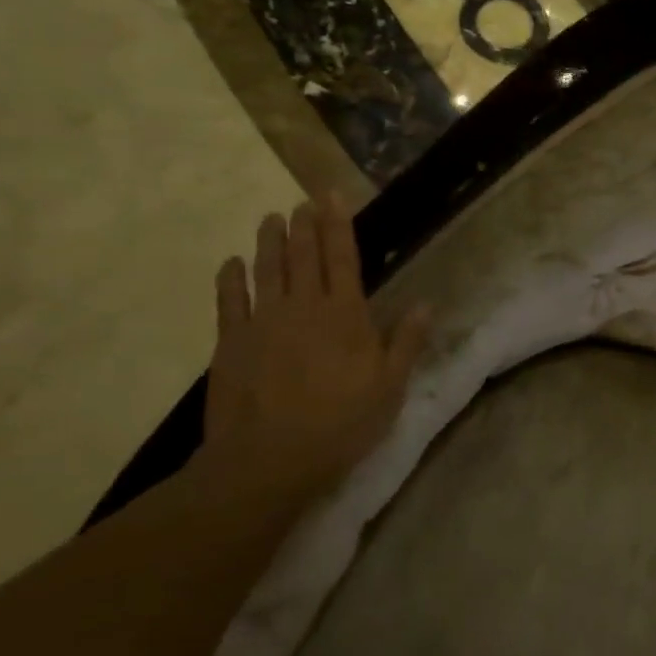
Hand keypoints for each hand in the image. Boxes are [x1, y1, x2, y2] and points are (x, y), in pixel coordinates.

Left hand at [199, 197, 428, 504]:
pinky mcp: (230, 343)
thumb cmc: (340, 423)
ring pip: (267, 270)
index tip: (332, 196)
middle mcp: (303, 307)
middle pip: (303, 256)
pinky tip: (232, 263)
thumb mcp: (390, 387)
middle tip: (302, 201)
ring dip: (269, 242)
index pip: (342, 257)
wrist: (268, 460)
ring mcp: (263, 322)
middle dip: (304, 225)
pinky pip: (229, 301)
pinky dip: (230, 279)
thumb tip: (426, 304)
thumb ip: (406, 342)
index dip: (338, 225)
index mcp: (345, 314)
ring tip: (270, 218)